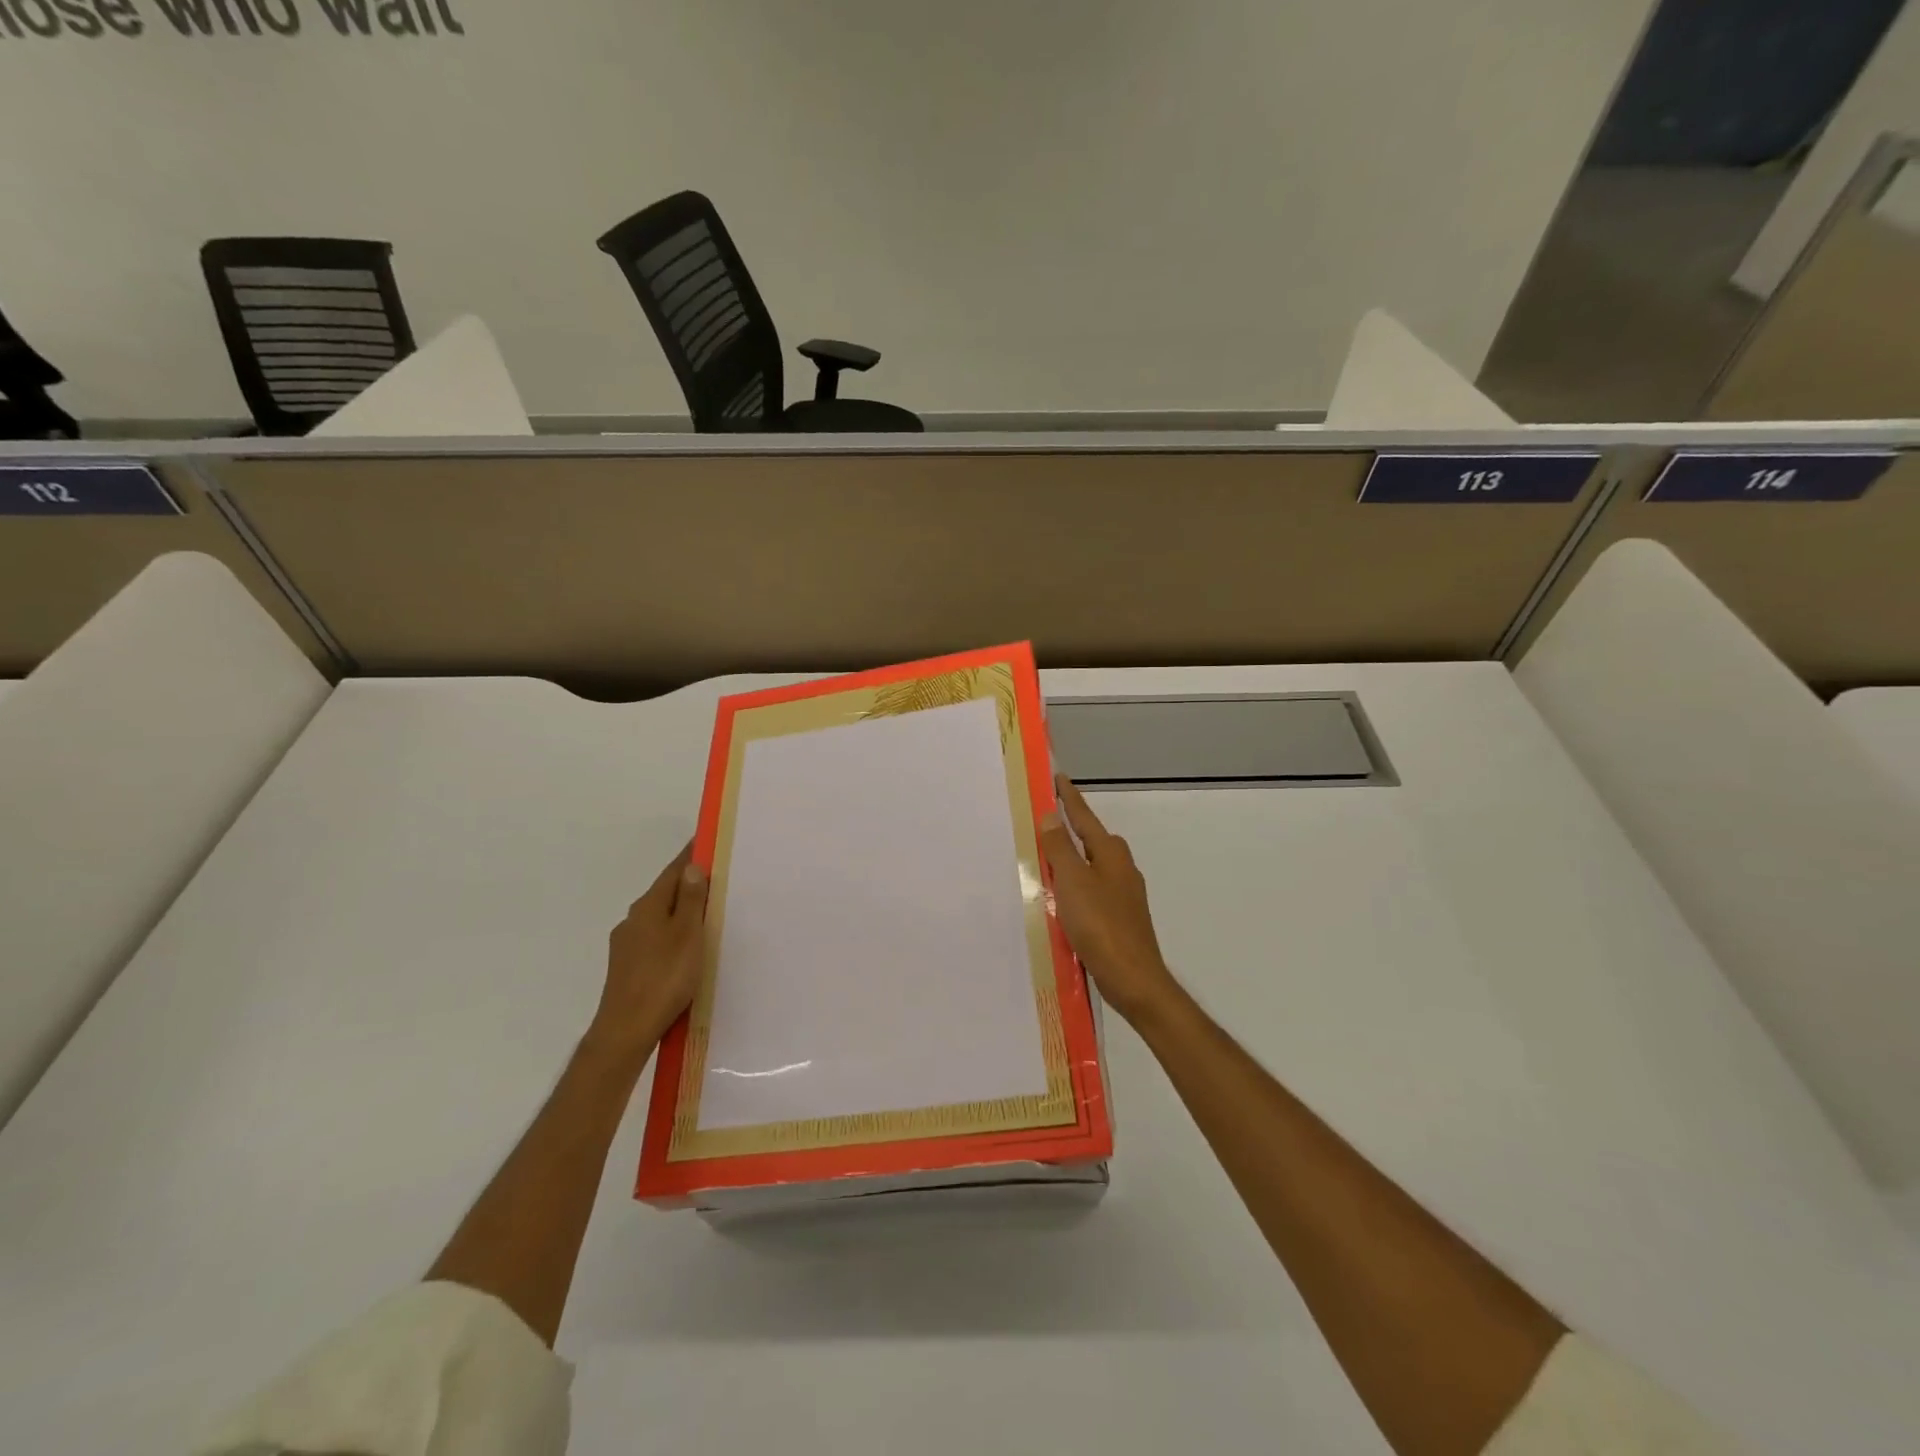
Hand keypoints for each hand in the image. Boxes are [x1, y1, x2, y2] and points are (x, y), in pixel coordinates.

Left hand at [588, 842, 708, 1064]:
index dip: (691, 856)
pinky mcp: (627, 966)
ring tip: (706, 914)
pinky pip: (655, 937)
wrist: (626, 1029)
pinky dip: (672, 932)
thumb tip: (691, 868)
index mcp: (649, 907)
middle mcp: (633, 919)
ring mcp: (627, 944)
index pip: (673, 871)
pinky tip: (685, 947)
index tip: (707, 840)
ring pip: (660, 917)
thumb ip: (691, 900)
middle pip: (665, 893)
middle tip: (717, 878)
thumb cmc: (664, 977)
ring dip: (681, 911)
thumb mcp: (687, 935)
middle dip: (688, 884)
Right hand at [1038, 775, 1182, 1027]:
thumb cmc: (1100, 924)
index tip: (1058, 778)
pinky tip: (1060, 899)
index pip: (1085, 818)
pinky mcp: (1119, 917)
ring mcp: (1123, 894)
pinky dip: (1075, 886)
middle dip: (1071, 828)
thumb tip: (1052, 816)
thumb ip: (1060, 849)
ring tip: (1045, 858)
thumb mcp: (1073, 882)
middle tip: (1044, 820)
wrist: (1133, 978)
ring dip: (1071, 860)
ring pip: (1091, 866)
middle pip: (1091, 840)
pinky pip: (1091, 890)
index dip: (1069, 798)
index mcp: (1110, 854)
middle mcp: (1120, 868)